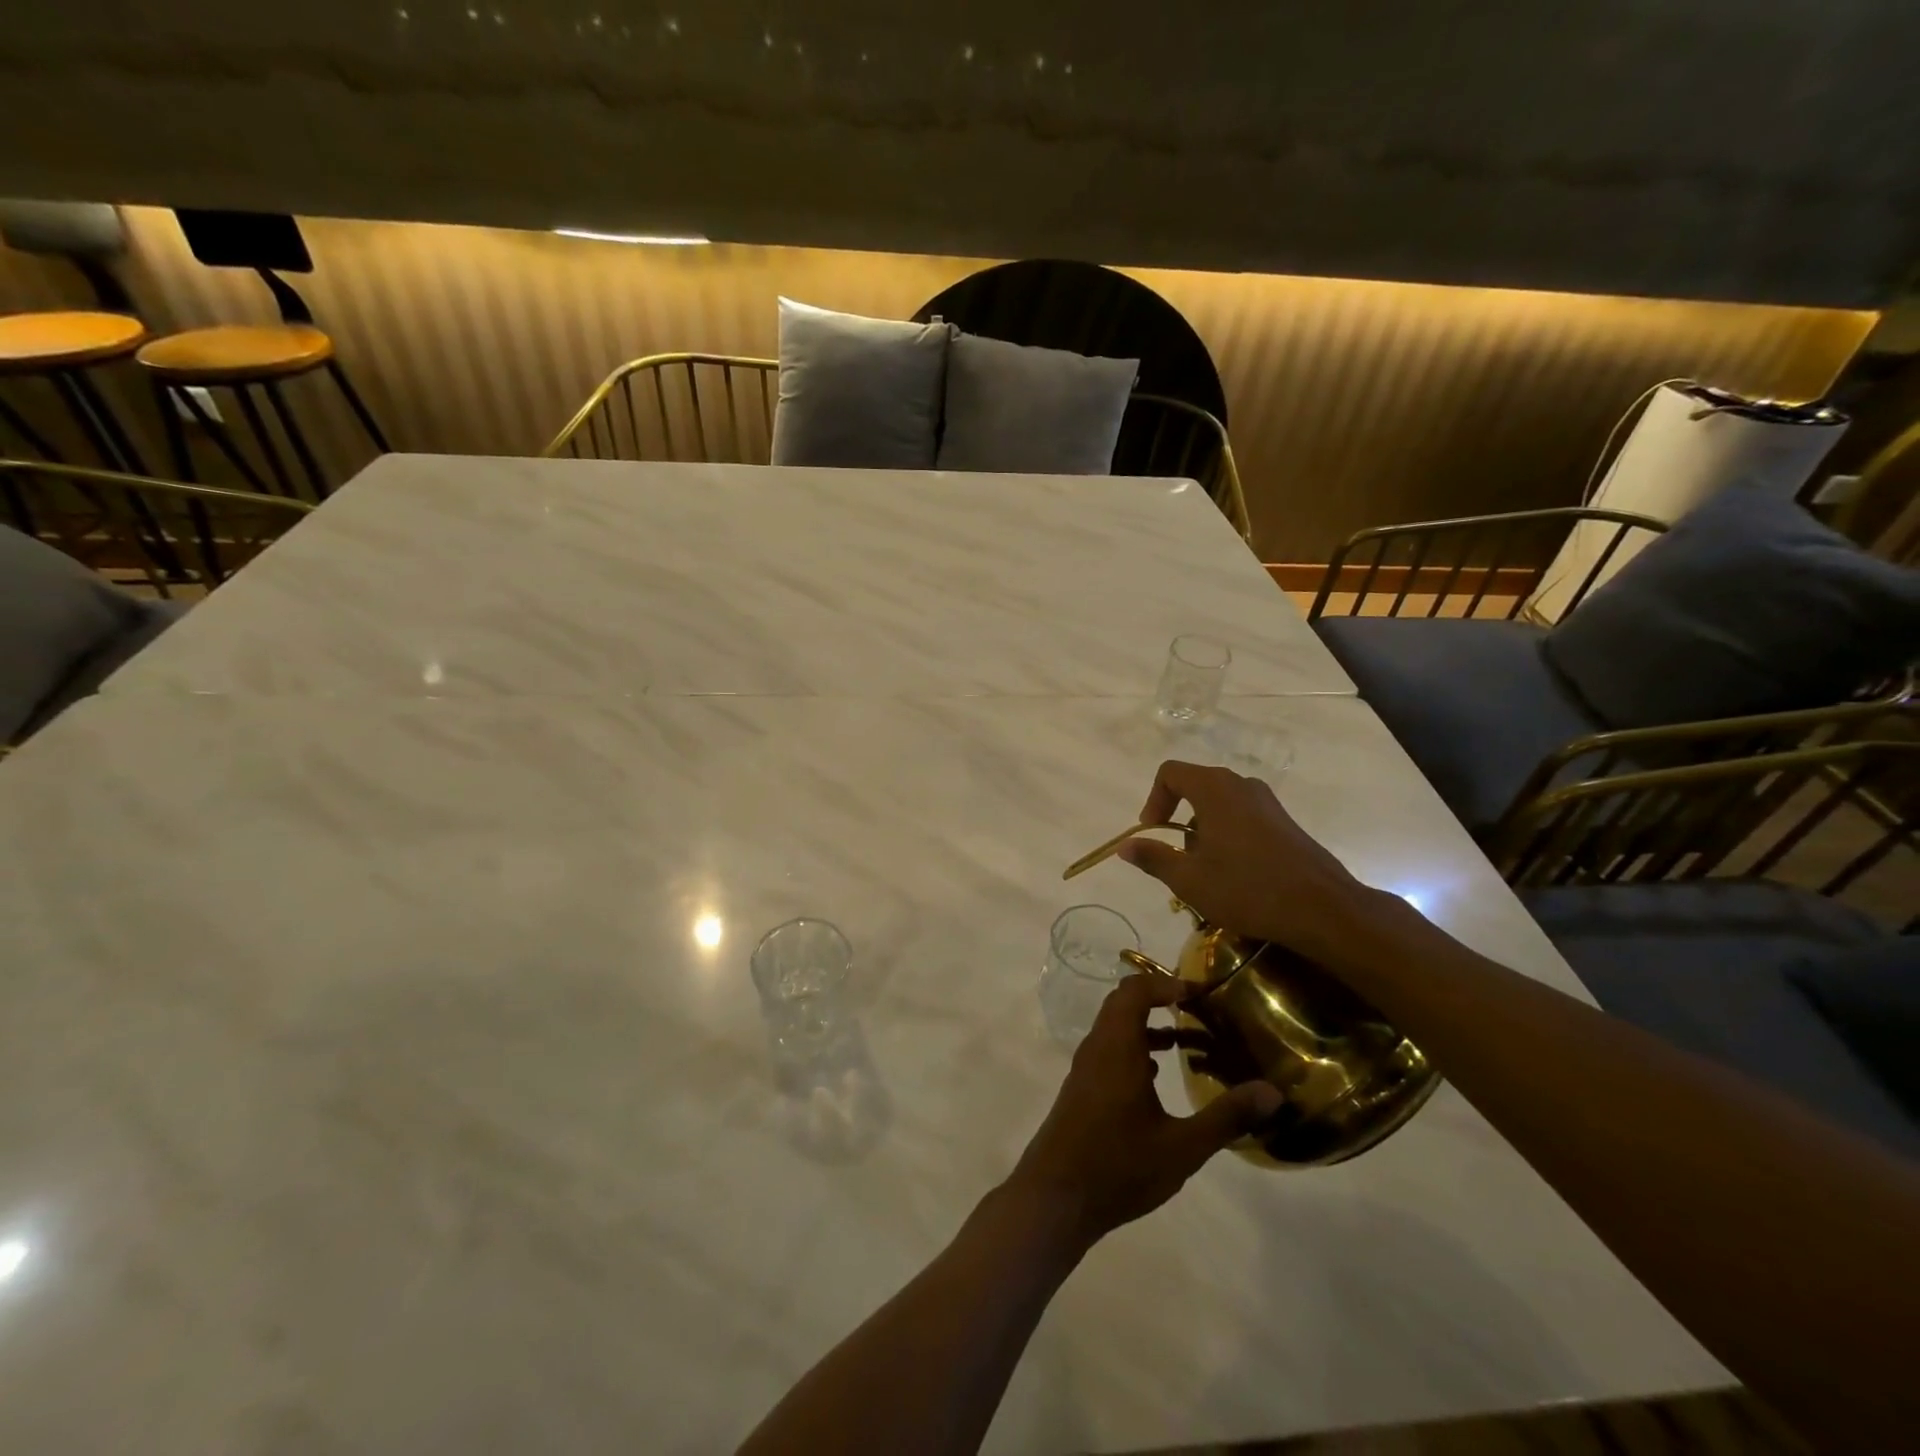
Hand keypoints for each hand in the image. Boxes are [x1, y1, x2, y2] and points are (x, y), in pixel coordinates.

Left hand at [1004, 973, 1279, 1251]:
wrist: (1055, 1198)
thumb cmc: (1119, 1166)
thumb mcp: (1182, 1146)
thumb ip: (1226, 1117)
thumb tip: (1272, 1092)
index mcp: (1117, 1047)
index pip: (1135, 991)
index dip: (1166, 983)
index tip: (1199, 991)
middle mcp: (1097, 1048)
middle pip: (1123, 1003)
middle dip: (1159, 999)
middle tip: (1197, 1010)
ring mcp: (1085, 1068)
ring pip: (1115, 1028)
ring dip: (1148, 1027)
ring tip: (1187, 1043)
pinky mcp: (1082, 1088)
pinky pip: (1109, 1050)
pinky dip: (1134, 1048)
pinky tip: (1157, 1075)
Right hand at [1116, 759, 1377, 960]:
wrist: (1322, 908)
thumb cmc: (1247, 889)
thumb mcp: (1189, 880)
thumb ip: (1153, 858)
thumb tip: (1125, 846)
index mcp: (1214, 789)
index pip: (1170, 773)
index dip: (1153, 801)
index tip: (1152, 834)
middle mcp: (1241, 785)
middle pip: (1195, 787)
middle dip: (1178, 819)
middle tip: (1177, 856)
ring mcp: (1267, 802)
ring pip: (1220, 804)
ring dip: (1203, 830)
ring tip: (1205, 870)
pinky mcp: (1285, 822)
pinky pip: (1243, 816)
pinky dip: (1227, 835)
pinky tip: (1235, 874)